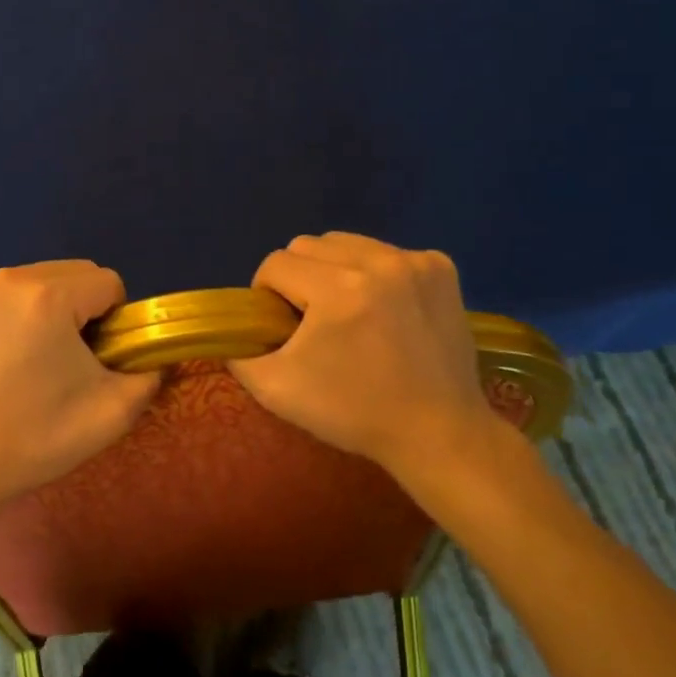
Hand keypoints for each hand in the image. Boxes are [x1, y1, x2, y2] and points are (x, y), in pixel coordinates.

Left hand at [0, 261, 160, 541]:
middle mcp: (8, 277)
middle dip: (82, 307)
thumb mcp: (111, 414)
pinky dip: (12, 312)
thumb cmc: (32, 439)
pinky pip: (1, 291)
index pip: (108, 283)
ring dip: (47, 306)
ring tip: (30, 359)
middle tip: (68, 360)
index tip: (97, 359)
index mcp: (48, 297)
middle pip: (72, 273)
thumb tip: (152, 358)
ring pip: (36, 279)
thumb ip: (148, 375)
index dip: (115, 320)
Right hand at [228, 233, 508, 484]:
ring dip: (336, 270)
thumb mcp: (277, 391)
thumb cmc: (355, 412)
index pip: (276, 264)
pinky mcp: (441, 267)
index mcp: (337, 288)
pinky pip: (386, 252)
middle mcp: (378, 261)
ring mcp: (415, 260)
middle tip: (313, 321)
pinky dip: (376, 274)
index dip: (267, 295)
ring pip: (347, 242)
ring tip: (350, 312)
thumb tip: (235, 330)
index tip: (282, 327)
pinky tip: (387, 310)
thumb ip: (240, 354)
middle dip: (300, 278)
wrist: (439, 433)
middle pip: (308, 245)